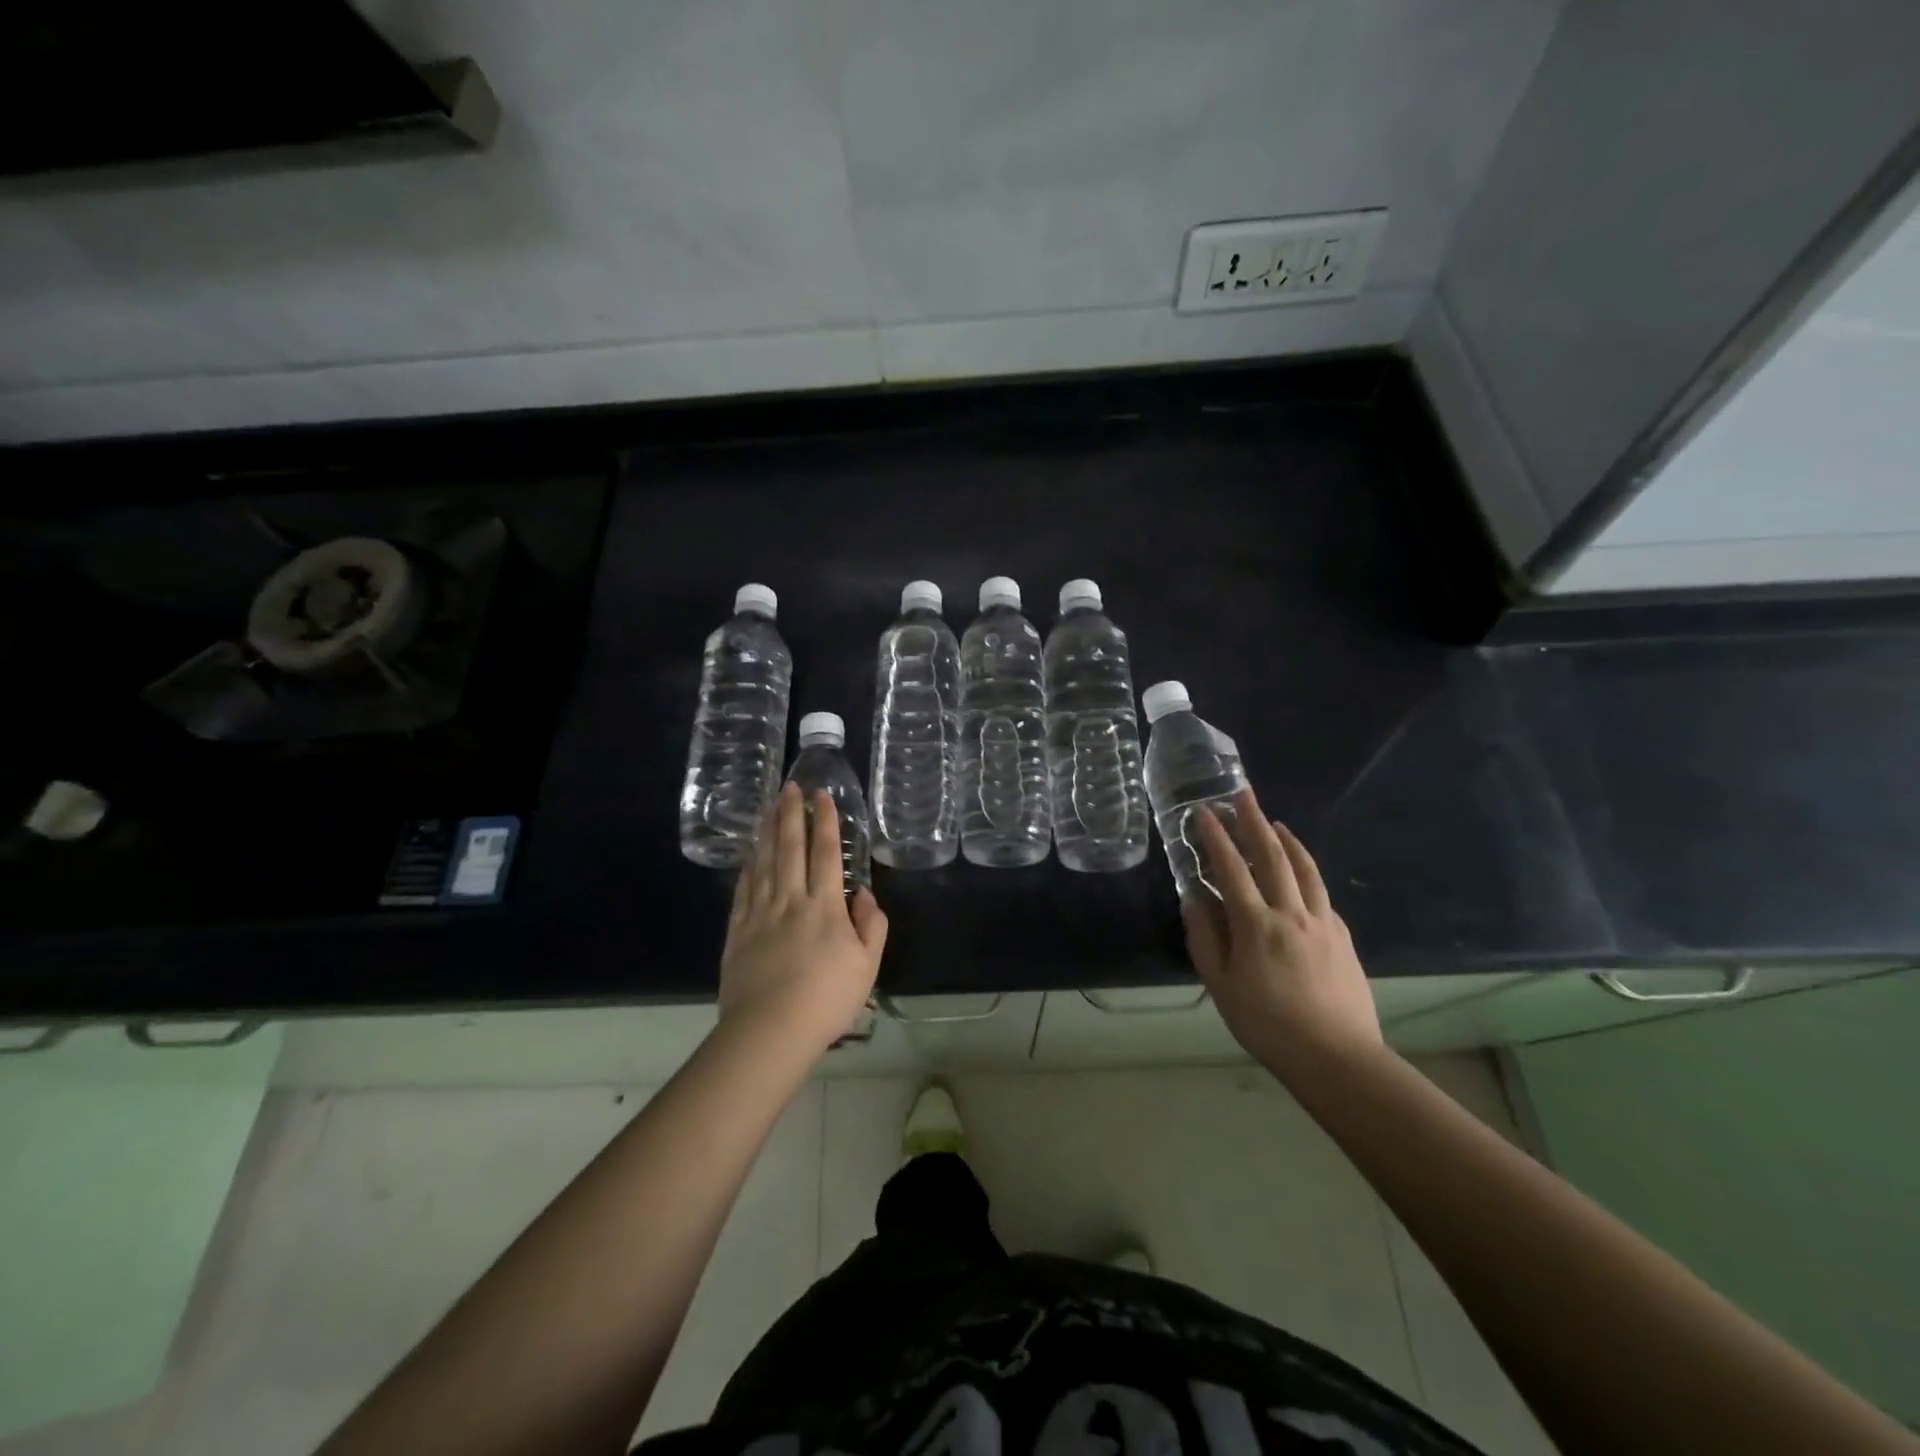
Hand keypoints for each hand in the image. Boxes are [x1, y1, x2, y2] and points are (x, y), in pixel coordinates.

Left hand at [718, 783, 888, 1054]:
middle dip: (791, 814)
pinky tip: (750, 854)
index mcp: (825, 906)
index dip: (825, 821)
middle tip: (790, 787)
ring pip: (764, 862)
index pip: (825, 853)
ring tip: (769, 807)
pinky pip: (743, 890)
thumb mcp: (868, 964)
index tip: (822, 795)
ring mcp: (760, 914)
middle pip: (790, 848)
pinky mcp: (738, 931)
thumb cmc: (827, 999)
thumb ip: (871, 924)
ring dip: (768, 832)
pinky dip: (748, 867)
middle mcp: (791, 900)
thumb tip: (862, 892)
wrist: (770, 1030)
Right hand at [1179, 788, 1382, 1078]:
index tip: (1204, 812)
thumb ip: (1205, 938)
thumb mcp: (1221, 986)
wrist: (1336, 1057)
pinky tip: (1300, 875)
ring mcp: (1323, 923)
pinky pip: (1321, 894)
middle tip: (1243, 795)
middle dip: (1254, 822)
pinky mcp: (1343, 937)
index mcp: (1257, 925)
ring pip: (1305, 869)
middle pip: (1273, 856)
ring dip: (1287, 840)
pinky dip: (1307, 874)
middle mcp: (1292, 913)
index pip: (1232, 869)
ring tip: (1275, 822)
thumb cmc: (1268, 1024)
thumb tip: (1194, 899)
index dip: (1216, 837)